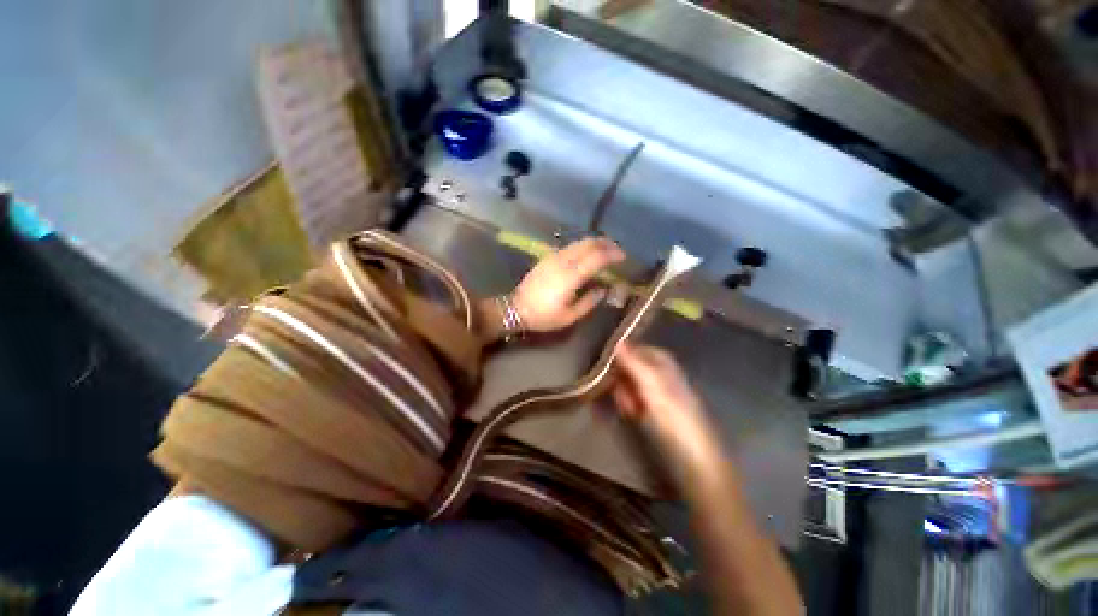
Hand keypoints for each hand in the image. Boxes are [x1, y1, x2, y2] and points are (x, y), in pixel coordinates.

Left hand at [511, 237, 624, 332]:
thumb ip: (589, 302)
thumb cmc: (544, 316)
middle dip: (605, 243)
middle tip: (617, 250)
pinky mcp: (547, 258)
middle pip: (588, 244)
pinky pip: (569, 247)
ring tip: (605, 250)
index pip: (596, 258)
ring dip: (594, 243)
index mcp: (571, 276)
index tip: (624, 257)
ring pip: (578, 243)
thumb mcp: (570, 316)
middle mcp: (563, 261)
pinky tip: (586, 254)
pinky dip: (582, 247)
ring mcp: (553, 257)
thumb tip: (603, 290)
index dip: (612, 255)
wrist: (516, 309)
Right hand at [613, 343, 719, 468]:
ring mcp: (658, 394)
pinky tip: (633, 414)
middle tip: (619, 391)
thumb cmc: (673, 414)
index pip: (639, 350)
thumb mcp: (651, 384)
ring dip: (625, 395)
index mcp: (664, 364)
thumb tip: (618, 340)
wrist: (692, 455)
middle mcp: (660, 375)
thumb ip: (633, 362)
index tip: (610, 364)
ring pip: (631, 386)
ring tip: (630, 408)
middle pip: (632, 368)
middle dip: (623, 379)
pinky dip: (631, 406)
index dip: (624, 356)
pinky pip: (635, 401)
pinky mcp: (654, 411)